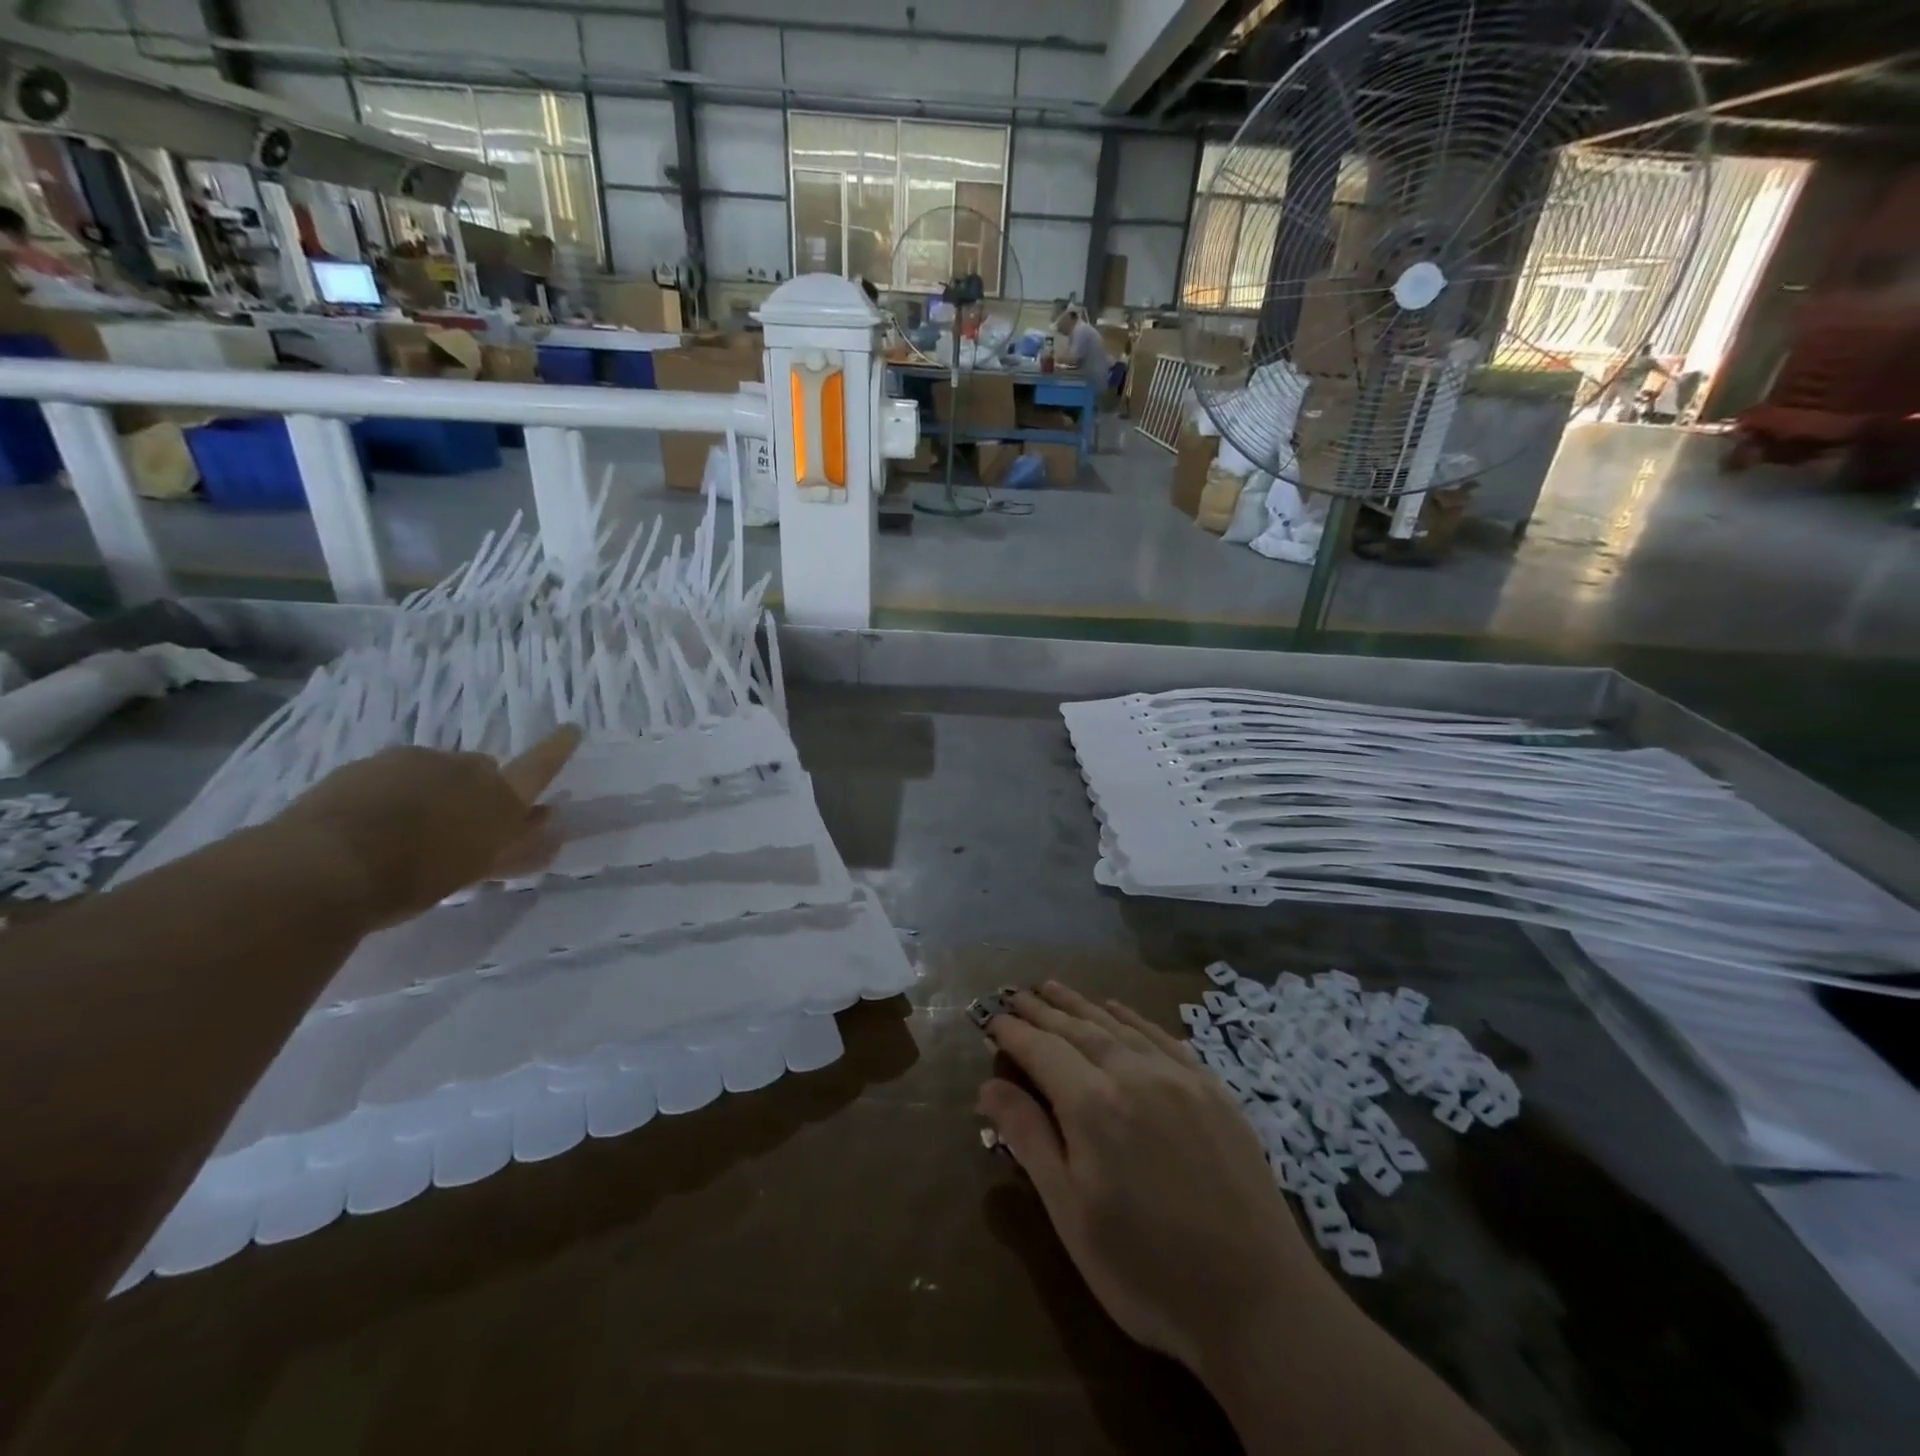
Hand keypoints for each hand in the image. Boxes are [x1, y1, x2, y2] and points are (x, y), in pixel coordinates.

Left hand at [274, 726, 580, 926]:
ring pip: (435, 771)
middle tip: (460, 827)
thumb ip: (519, 847)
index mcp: (499, 795)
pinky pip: (393, 776)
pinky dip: (393, 795)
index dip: (557, 748)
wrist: (321, 867)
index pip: (540, 766)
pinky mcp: (366, 765)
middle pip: (481, 770)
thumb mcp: (476, 869)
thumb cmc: (415, 878)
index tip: (572, 728)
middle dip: (476, 791)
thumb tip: (554, 825)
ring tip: (409, 833)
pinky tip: (373, 826)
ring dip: (432, 792)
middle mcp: (463, 767)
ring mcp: (412, 760)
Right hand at [978, 982, 1327, 1377]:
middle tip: (1016, 993)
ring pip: (1118, 1025)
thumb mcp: (1072, 1214)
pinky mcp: (1212, 1089)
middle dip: (1042, 1009)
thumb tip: (987, 1086)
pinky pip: (1162, 1037)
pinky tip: (1117, 1008)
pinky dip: (1132, 1017)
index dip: (1013, 1032)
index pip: (1041, 1050)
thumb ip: (1029, 1140)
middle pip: (1077, 1028)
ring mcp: (1179, 1076)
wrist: (1259, 1302)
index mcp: (1093, 1104)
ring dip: (1081, 1004)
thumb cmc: (1147, 1270)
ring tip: (1053, 987)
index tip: (990, 1017)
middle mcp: (1134, 1073)